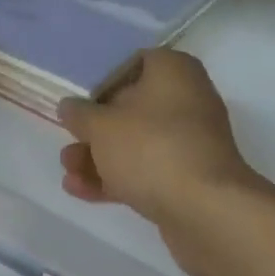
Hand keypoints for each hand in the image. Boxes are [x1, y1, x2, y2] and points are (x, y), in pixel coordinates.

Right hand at [57, 50, 258, 245]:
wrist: (206, 212)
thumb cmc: (151, 148)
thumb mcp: (102, 126)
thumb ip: (80, 114)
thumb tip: (69, 107)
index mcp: (173, 70)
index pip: (132, 63)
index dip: (101, 80)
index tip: (78, 98)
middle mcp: (187, 99)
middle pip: (131, 106)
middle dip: (96, 128)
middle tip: (69, 138)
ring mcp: (190, 141)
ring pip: (136, 142)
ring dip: (100, 156)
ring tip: (68, 170)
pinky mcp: (189, 178)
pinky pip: (147, 170)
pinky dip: (117, 177)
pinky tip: (81, 190)